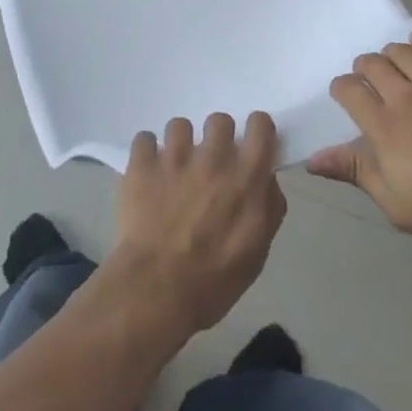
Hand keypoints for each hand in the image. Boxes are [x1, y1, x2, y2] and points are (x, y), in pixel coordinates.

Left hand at [108, 112, 286, 335]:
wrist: (157, 291)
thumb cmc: (214, 281)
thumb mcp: (257, 253)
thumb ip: (268, 208)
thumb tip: (267, 180)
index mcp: (247, 177)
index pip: (260, 125)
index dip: (256, 131)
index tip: (249, 145)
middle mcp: (214, 158)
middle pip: (219, 119)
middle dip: (215, 137)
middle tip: (209, 163)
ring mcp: (175, 157)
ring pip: (180, 125)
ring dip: (179, 144)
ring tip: (173, 168)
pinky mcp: (142, 164)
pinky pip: (144, 139)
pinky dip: (146, 153)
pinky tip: (147, 172)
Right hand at [308, 36, 411, 254]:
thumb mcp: (397, 205)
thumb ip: (356, 173)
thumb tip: (313, 159)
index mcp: (385, 127)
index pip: (349, 90)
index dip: (341, 89)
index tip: (345, 97)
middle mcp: (406, 97)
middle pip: (373, 64)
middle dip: (363, 67)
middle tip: (368, 79)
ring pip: (403, 52)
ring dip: (390, 54)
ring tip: (391, 63)